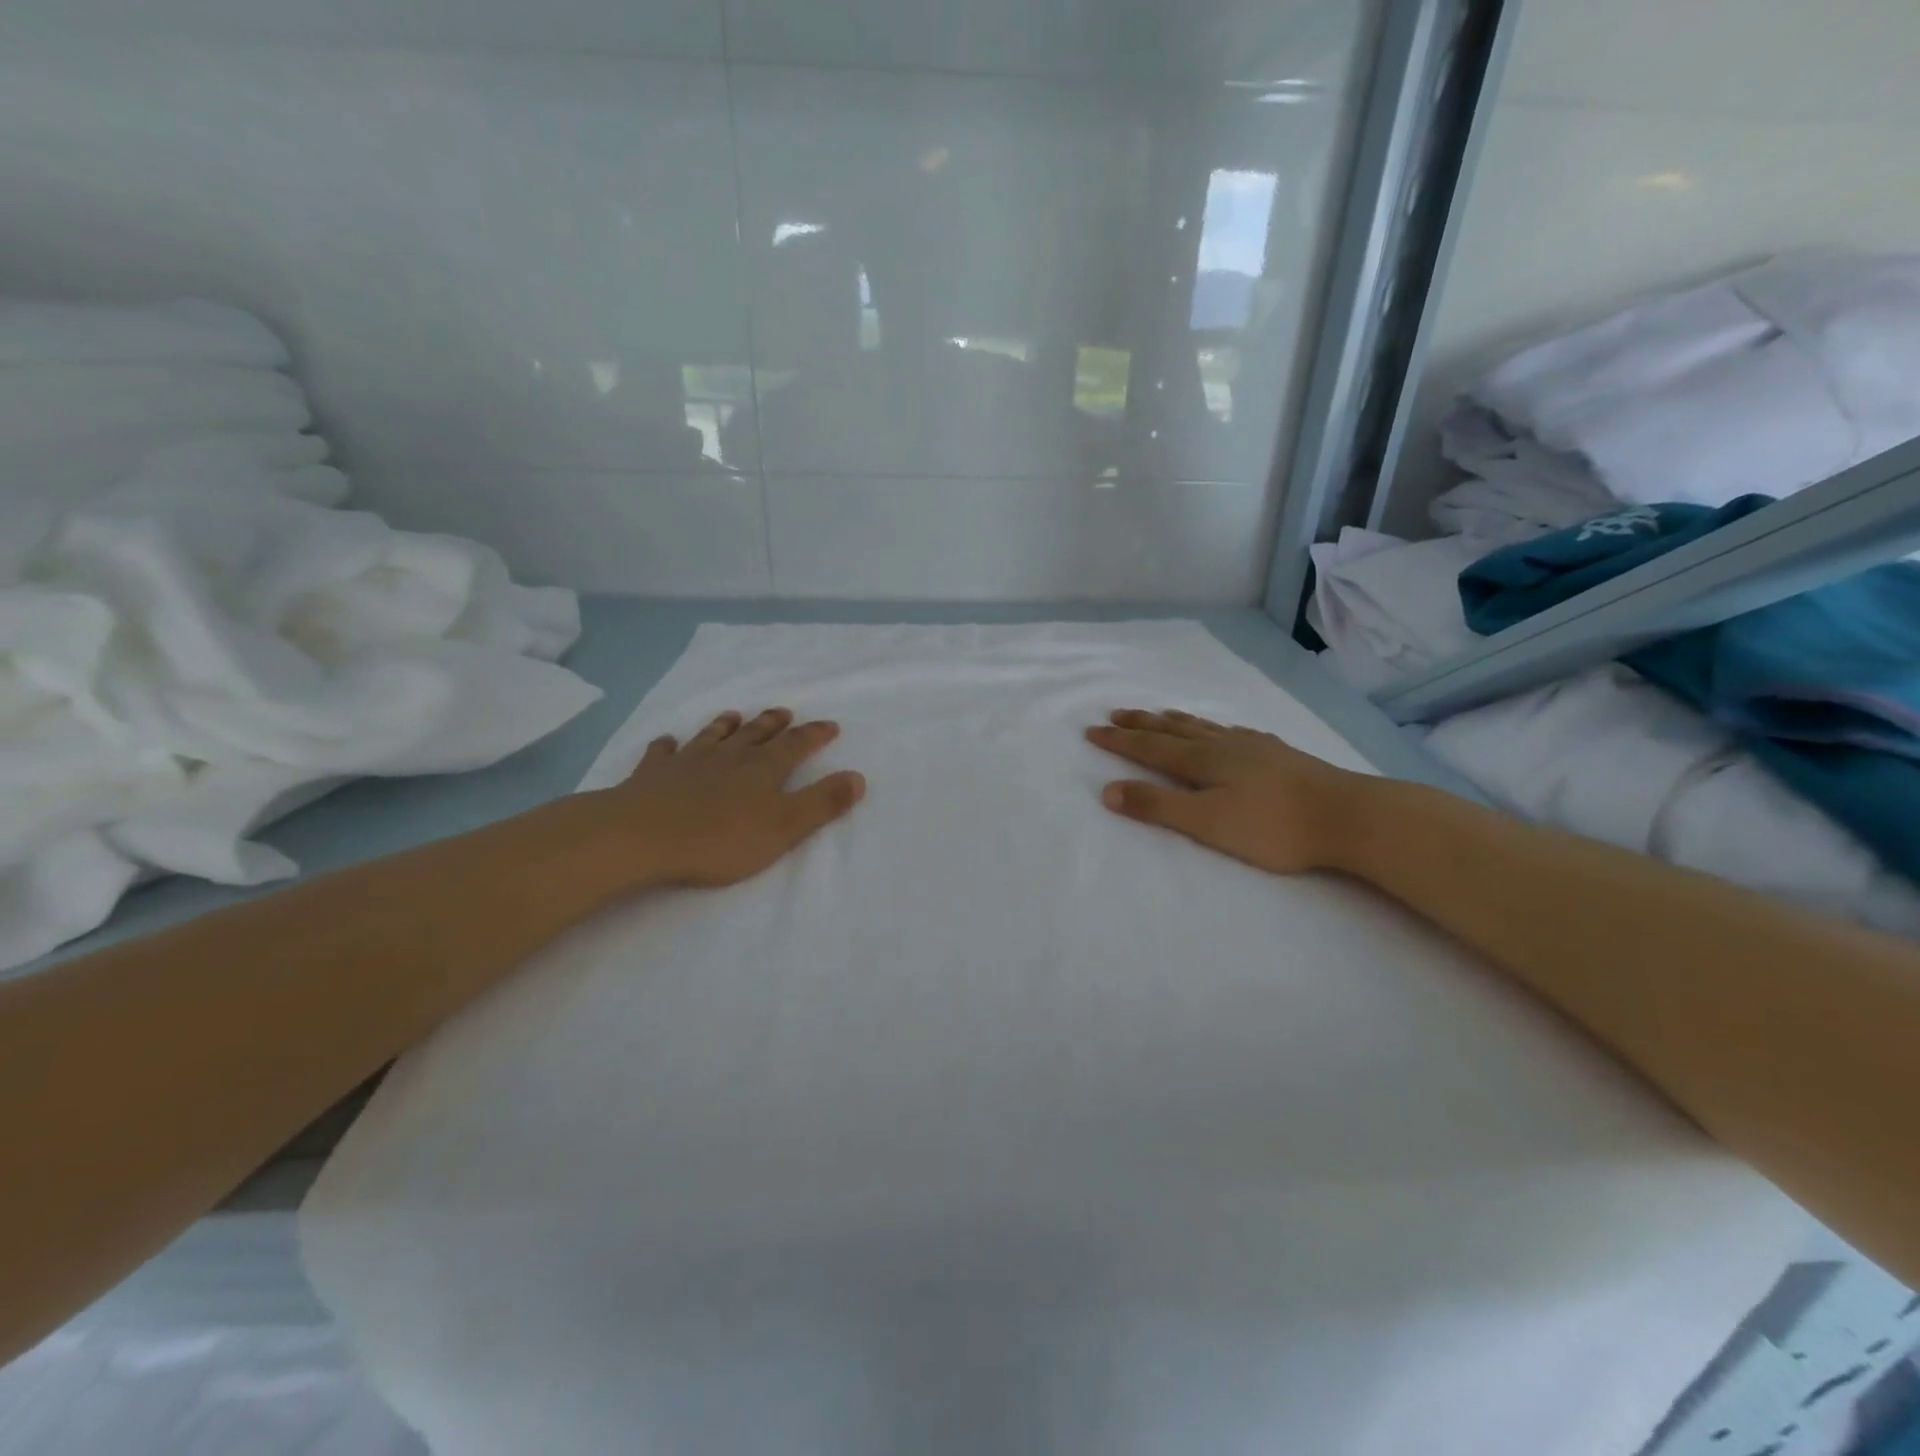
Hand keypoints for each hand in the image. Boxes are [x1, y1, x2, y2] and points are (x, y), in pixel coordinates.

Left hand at [576, 707, 864, 889]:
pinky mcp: (652, 775)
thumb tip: (858, 777)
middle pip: (756, 734)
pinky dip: (668, 746)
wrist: (640, 837)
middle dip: (773, 724)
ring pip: (712, 736)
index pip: (796, 745)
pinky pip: (662, 754)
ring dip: (727, 726)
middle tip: (784, 712)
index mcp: (763, 769)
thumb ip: (822, 803)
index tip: (830, 725)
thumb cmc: (720, 838)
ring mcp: (688, 762)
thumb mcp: (784, 827)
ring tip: (734, 716)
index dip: (814, 735)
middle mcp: (729, 757)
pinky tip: (667, 743)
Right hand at [1086, 709, 1368, 874]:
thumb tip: (1108, 791)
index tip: (1092, 731)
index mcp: (1202, 761)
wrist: (1347, 815)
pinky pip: (1231, 731)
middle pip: (1173, 730)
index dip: (1120, 741)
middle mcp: (1222, 745)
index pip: (1150, 748)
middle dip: (1141, 724)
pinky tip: (1223, 730)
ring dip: (1175, 720)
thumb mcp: (1206, 823)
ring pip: (1203, 726)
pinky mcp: (1277, 753)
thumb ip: (1158, 807)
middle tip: (1116, 714)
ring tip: (1159, 713)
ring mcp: (1252, 745)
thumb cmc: (1272, 826)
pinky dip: (1212, 727)